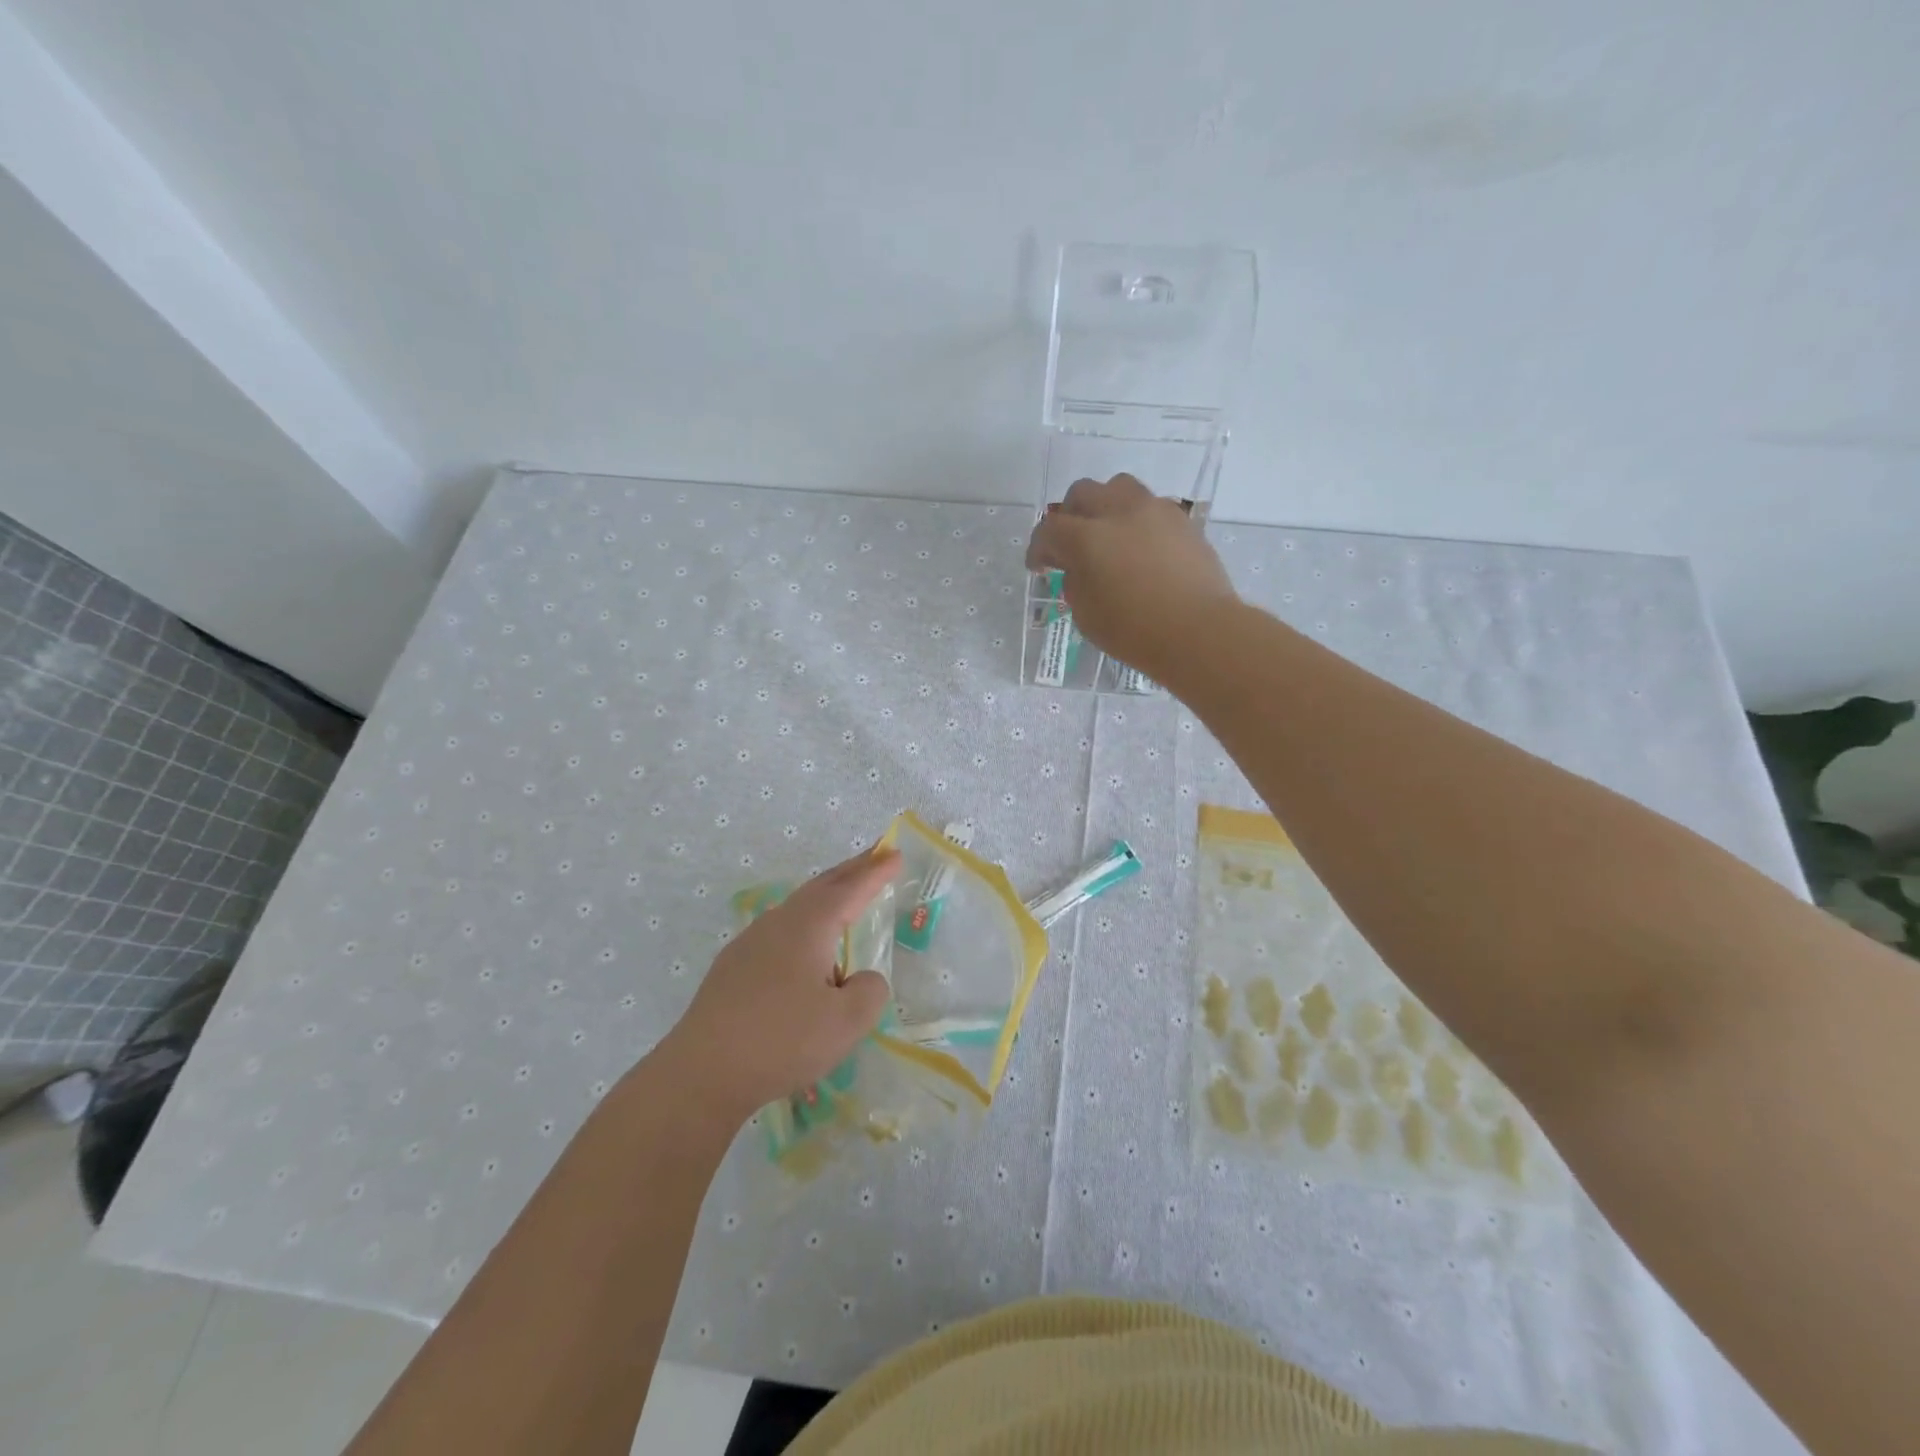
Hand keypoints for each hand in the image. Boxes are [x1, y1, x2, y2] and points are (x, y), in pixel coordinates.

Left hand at [657, 848, 899, 1124]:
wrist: (701, 1074)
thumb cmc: (781, 1042)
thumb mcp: (846, 1022)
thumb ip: (868, 991)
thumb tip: (859, 978)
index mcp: (808, 926)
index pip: (850, 888)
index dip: (875, 872)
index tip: (895, 853)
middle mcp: (777, 924)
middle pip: (820, 887)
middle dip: (851, 871)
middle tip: (875, 857)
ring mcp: (749, 944)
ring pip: (797, 909)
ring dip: (825, 898)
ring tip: (845, 901)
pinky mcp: (732, 969)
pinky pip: (779, 934)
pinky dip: (804, 927)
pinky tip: (805, 955)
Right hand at [1025, 474, 1238, 680]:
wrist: (1199, 631)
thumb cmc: (1135, 631)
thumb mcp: (1086, 615)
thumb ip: (1075, 582)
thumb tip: (1079, 567)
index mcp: (1087, 538)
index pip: (1050, 530)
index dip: (1039, 548)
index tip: (1039, 566)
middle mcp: (1118, 512)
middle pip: (1082, 493)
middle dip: (1069, 516)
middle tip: (1070, 544)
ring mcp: (1154, 511)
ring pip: (1119, 488)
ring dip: (1105, 506)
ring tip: (1108, 534)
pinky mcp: (1182, 521)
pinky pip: (1150, 506)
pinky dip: (1136, 520)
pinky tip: (1140, 546)